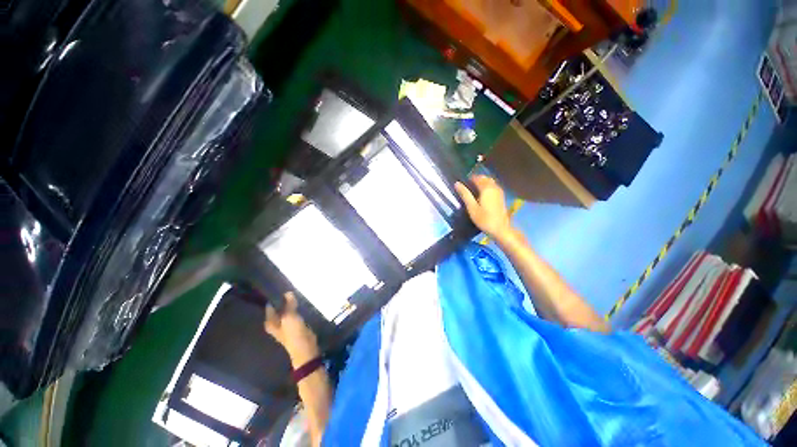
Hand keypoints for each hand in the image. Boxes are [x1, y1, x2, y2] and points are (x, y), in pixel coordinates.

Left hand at [264, 292, 319, 366]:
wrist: (305, 347)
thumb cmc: (293, 333)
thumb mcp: (289, 317)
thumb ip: (289, 305)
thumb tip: (288, 292)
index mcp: (270, 322)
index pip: (269, 306)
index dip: (273, 297)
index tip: (279, 287)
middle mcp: (275, 322)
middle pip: (278, 308)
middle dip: (282, 299)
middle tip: (288, 287)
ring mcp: (285, 324)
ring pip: (286, 310)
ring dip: (289, 303)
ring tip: (294, 292)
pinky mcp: (295, 324)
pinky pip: (293, 313)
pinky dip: (295, 307)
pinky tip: (299, 301)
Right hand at [455, 175, 513, 240]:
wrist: (501, 229)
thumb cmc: (484, 219)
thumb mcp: (471, 207)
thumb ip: (465, 194)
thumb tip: (457, 183)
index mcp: (486, 188)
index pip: (476, 177)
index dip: (468, 179)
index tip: (461, 184)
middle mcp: (494, 187)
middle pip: (484, 178)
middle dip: (475, 180)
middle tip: (466, 188)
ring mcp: (499, 191)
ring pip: (489, 182)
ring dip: (481, 184)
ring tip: (472, 192)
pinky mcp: (501, 197)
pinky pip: (492, 187)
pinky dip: (486, 188)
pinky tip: (481, 196)